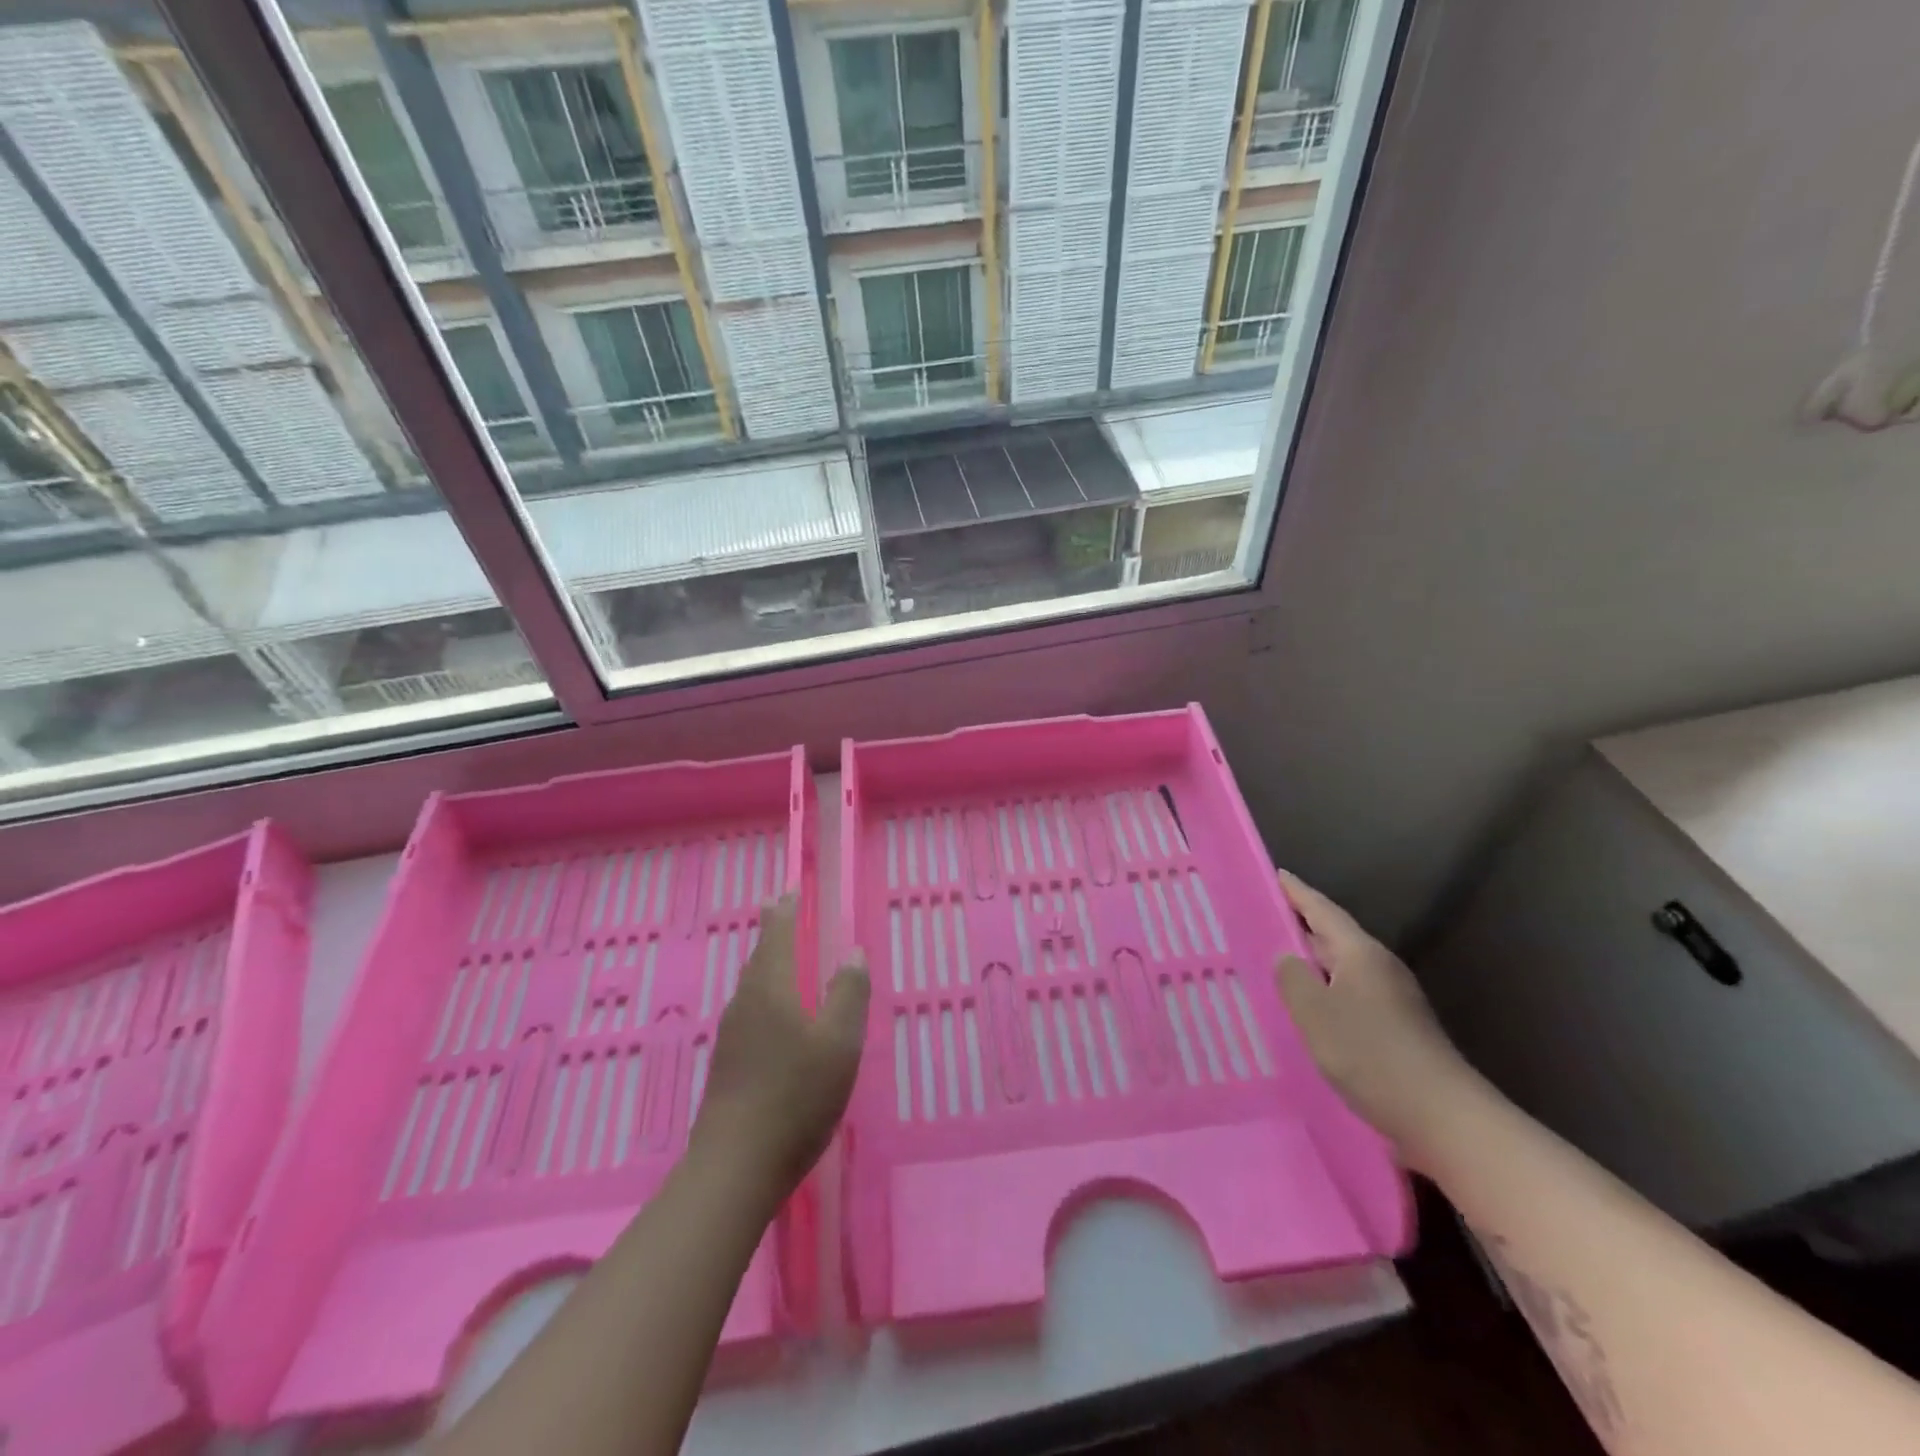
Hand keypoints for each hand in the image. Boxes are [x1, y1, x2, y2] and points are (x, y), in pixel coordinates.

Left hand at [689, 896, 869, 1203]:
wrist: (735, 1167)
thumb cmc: (795, 1097)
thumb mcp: (840, 1043)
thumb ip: (849, 993)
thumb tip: (852, 951)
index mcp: (772, 989)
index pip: (777, 934)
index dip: (785, 910)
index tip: (788, 890)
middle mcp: (746, 1003)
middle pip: (759, 956)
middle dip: (772, 932)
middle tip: (782, 911)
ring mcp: (732, 1035)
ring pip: (751, 985)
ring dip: (767, 963)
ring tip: (780, 956)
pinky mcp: (727, 1064)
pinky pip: (748, 1010)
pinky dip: (763, 993)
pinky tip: (773, 1015)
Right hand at [1275, 869, 1479, 1172]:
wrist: (1442, 1117)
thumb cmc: (1371, 1054)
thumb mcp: (1315, 1013)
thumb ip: (1292, 978)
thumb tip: (1286, 956)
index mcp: (1361, 954)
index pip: (1323, 910)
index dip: (1297, 893)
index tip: (1275, 875)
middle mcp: (1379, 968)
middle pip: (1333, 937)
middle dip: (1300, 927)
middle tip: (1261, 919)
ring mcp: (1391, 1000)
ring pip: (1340, 969)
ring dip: (1311, 963)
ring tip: (1274, 962)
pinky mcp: (1395, 1029)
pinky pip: (1348, 996)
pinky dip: (1324, 992)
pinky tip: (1306, 1008)